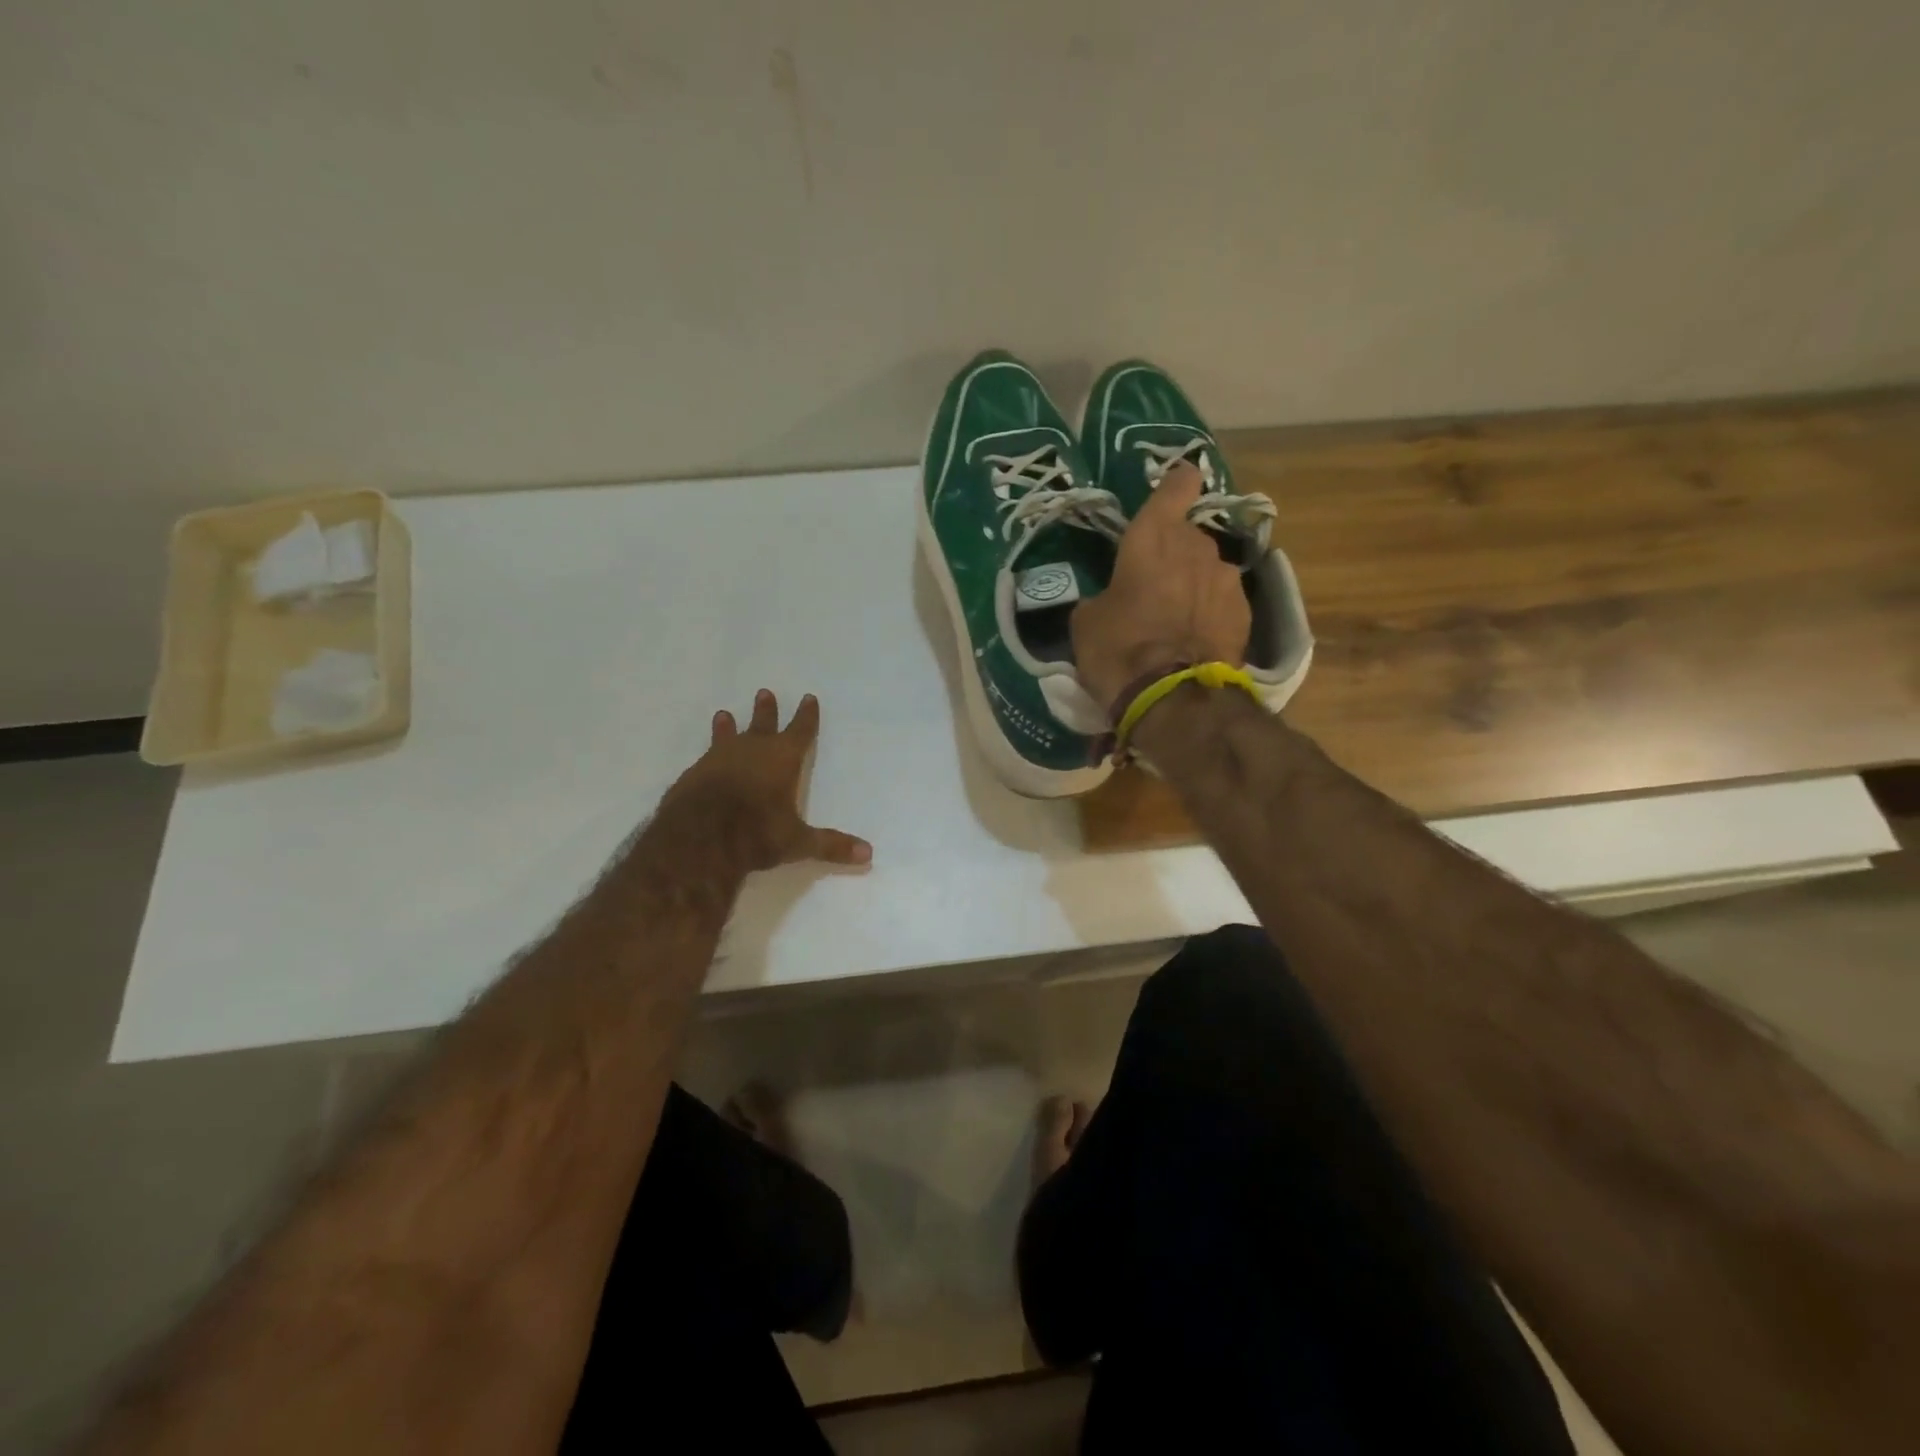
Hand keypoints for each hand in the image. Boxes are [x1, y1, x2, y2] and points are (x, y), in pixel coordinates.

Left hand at [658, 690, 872, 874]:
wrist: (698, 837)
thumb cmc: (756, 832)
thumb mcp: (797, 842)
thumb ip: (830, 845)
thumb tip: (868, 853)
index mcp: (782, 759)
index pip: (800, 731)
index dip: (806, 716)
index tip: (808, 698)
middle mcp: (752, 751)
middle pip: (763, 724)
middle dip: (766, 711)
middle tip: (764, 693)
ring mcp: (719, 759)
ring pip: (728, 736)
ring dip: (728, 726)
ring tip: (724, 715)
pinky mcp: (694, 774)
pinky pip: (706, 758)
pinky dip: (709, 754)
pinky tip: (704, 758)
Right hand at [1071, 462, 1251, 707]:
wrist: (1172, 698)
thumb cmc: (1118, 649)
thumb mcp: (1087, 621)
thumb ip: (1103, 596)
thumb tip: (1110, 601)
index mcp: (1152, 537)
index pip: (1175, 487)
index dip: (1176, 484)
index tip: (1176, 484)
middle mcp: (1196, 546)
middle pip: (1187, 536)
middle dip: (1173, 553)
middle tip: (1153, 584)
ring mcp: (1225, 578)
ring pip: (1206, 569)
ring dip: (1192, 584)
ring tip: (1174, 617)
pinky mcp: (1244, 612)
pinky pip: (1221, 601)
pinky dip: (1209, 612)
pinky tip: (1194, 638)